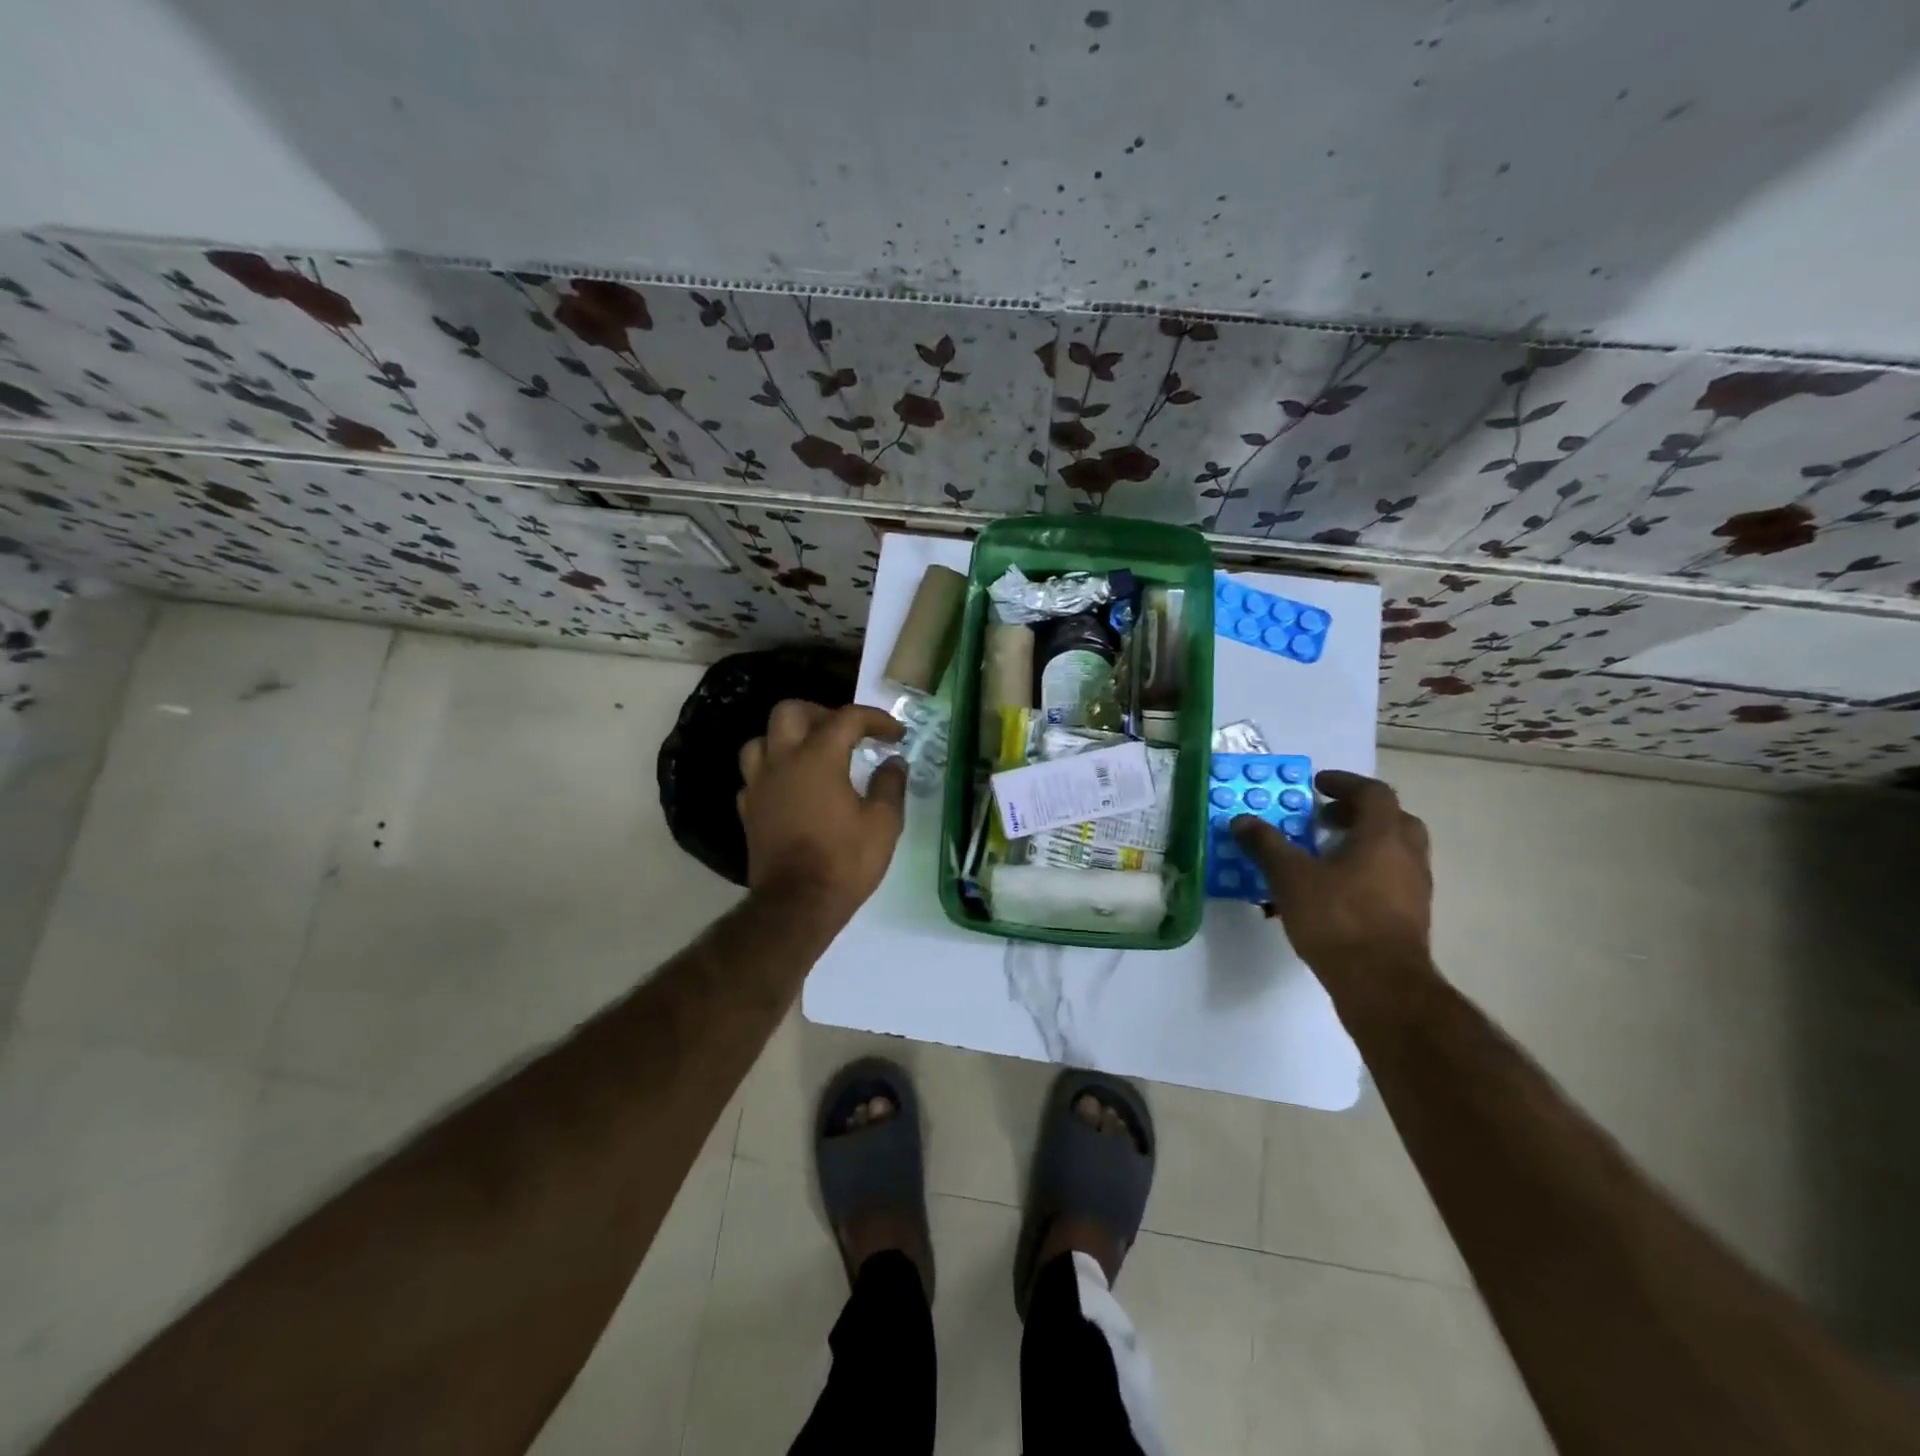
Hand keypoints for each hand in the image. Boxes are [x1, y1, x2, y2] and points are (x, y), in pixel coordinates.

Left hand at [738, 700, 907, 919]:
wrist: (796, 905)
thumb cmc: (844, 861)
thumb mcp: (883, 823)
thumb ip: (890, 784)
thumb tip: (894, 762)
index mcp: (818, 757)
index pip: (847, 718)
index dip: (875, 719)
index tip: (896, 734)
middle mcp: (782, 761)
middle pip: (790, 711)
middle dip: (821, 712)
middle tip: (845, 733)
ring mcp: (759, 784)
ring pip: (762, 740)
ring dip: (787, 739)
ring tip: (811, 754)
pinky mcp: (748, 809)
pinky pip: (754, 776)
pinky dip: (773, 772)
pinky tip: (790, 787)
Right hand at [1231, 770, 1432, 974]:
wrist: (1382, 985)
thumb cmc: (1338, 919)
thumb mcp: (1290, 877)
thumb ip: (1266, 845)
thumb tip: (1242, 820)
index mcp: (1384, 836)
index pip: (1373, 793)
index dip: (1344, 783)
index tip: (1316, 785)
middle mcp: (1408, 855)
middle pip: (1391, 819)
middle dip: (1356, 813)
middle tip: (1323, 818)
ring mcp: (1415, 888)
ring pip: (1393, 850)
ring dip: (1361, 843)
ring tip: (1323, 855)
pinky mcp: (1411, 916)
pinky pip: (1390, 878)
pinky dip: (1365, 871)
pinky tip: (1334, 891)